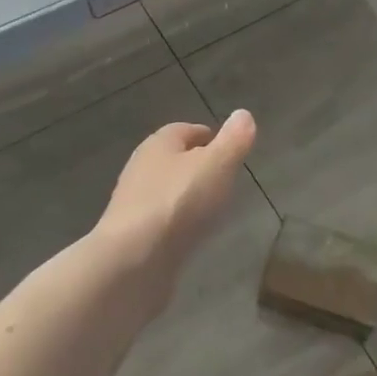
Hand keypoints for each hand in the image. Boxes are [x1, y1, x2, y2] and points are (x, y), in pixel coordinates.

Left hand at [95, 111, 256, 289]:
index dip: (210, 137)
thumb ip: (233, 140)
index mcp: (159, 144)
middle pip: (175, 160)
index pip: (186, 130)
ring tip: (215, 208)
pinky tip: (194, 235)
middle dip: (199, 166)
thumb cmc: (178, 202)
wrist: (133, 261)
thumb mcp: (217, 165)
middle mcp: (142, 168)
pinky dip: (179, 223)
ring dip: (189, 196)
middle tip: (227, 179)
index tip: (230, 150)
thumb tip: (243, 114)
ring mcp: (134, 204)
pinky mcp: (133, 235)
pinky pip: (163, 220)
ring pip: (168, 190)